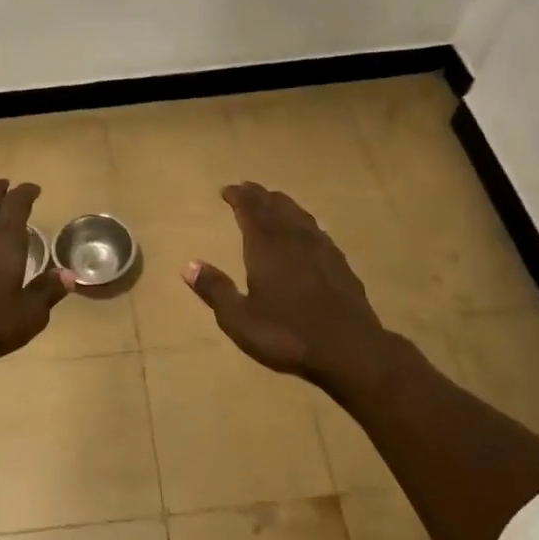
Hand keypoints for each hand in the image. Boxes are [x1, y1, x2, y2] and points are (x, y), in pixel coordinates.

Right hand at [183, 182, 395, 391]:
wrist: (349, 348)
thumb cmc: (287, 333)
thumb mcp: (239, 319)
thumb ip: (215, 290)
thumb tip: (189, 266)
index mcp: (266, 246)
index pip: (250, 208)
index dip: (238, 196)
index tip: (227, 190)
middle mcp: (294, 238)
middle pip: (275, 206)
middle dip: (258, 195)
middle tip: (246, 190)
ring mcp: (322, 248)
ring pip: (299, 215)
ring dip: (283, 205)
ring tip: (273, 203)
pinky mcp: (340, 263)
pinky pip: (317, 231)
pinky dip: (303, 224)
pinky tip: (305, 234)